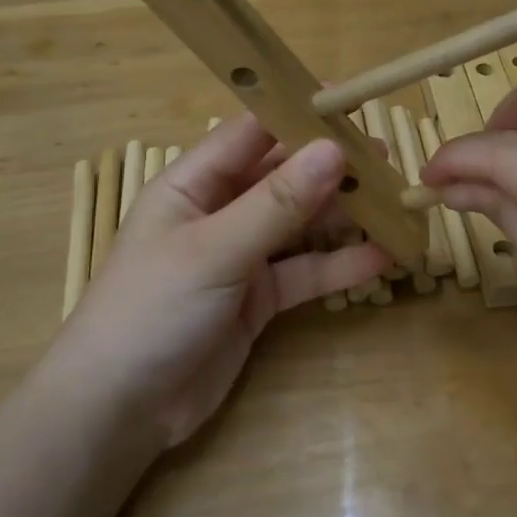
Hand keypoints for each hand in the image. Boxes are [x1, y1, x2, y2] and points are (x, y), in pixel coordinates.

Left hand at [57, 116, 389, 447]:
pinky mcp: (258, 300)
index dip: (296, 116)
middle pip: (282, 178)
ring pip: (299, 225)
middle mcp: (218, 212)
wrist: (120, 410)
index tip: (350, 105)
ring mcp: (240, 257)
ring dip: (343, 216)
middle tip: (387, 161)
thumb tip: (334, 149)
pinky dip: (339, 265)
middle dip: (330, 169)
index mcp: (192, 184)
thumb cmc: (153, 309)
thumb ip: (277, 203)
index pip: (250, 134)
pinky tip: (382, 258)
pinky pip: (304, 272)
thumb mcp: (214, 250)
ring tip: (396, 202)